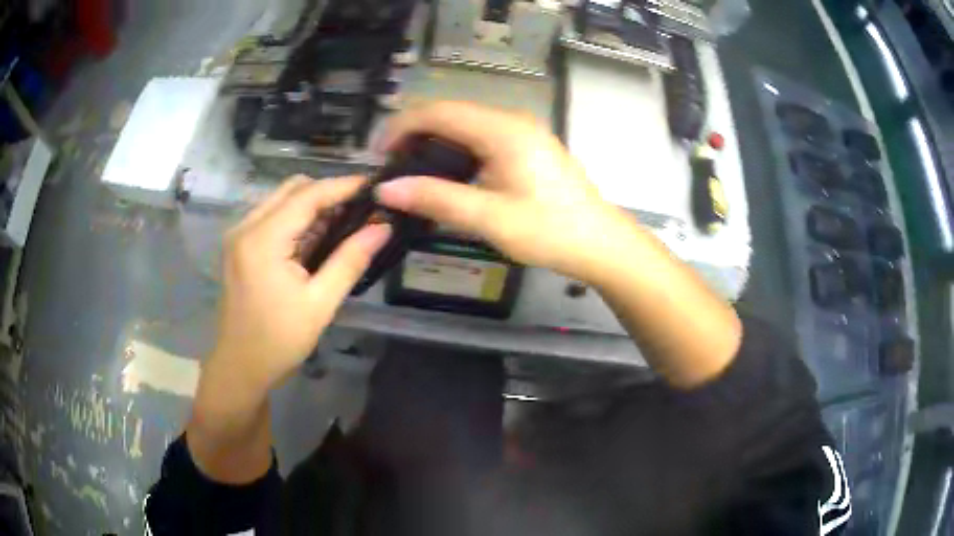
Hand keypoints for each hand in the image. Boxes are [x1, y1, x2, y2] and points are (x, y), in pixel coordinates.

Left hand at [211, 176, 390, 393]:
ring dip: (312, 206)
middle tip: (361, 210)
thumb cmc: (279, 340)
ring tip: (344, 224)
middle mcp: (246, 227)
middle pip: (293, 188)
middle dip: (328, 193)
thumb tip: (383, 227)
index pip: (308, 195)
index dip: (343, 186)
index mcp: (262, 239)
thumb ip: (351, 260)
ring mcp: (239, 234)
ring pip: (282, 200)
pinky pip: (273, 217)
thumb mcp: (320, 303)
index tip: (375, 186)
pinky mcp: (240, 245)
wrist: (240, 366)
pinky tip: (316, 239)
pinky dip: (297, 220)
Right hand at [375, 101, 628, 282]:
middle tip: (391, 169)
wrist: (599, 243)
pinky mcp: (526, 144)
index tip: (378, 156)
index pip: (437, 112)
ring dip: (433, 142)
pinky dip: (455, 150)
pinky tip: (446, 174)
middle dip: (414, 134)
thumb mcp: (489, 218)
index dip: (401, 128)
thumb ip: (436, 199)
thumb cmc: (548, 231)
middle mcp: (510, 120)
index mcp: (501, 130)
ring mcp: (521, 130)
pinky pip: (480, 136)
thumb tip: (386, 190)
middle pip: (449, 113)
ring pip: (463, 124)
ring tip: (411, 174)